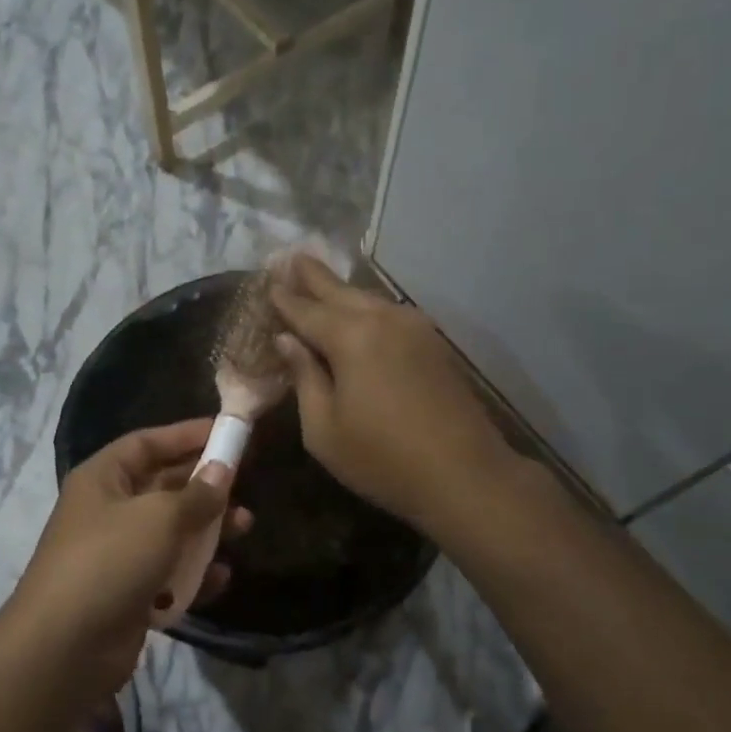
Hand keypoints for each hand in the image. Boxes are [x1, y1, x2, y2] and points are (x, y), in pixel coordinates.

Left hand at [11, 419, 250, 696]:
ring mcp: (118, 554)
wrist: (65, 648)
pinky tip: (221, 577)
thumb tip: (222, 470)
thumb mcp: (159, 518)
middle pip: (163, 486)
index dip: (186, 435)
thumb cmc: (110, 561)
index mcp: (103, 479)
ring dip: (208, 530)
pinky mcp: (129, 593)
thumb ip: (196, 494)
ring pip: (172, 532)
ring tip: (245, 527)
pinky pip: (170, 573)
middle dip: (205, 486)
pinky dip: (195, 573)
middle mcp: (108, 511)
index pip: (147, 443)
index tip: (227, 433)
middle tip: (243, 485)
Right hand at [270, 255, 511, 532]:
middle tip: (291, 257)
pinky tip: (359, 314)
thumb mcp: (323, 429)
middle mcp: (383, 319)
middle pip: (340, 291)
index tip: (267, 283)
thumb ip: (304, 378)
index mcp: (351, 337)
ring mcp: (415, 328)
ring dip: (342, 291)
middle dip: (313, 276)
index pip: (306, 310)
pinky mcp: (434, 343)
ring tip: (320, 282)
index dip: (284, 299)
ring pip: (368, 300)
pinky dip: (367, 310)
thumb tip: (288, 341)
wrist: (464, 474)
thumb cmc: (381, 459)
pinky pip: (390, 315)